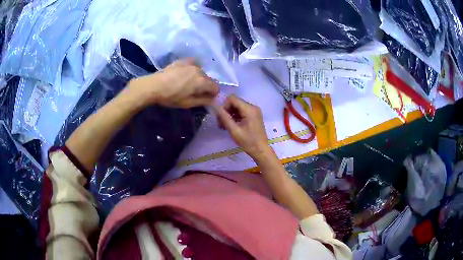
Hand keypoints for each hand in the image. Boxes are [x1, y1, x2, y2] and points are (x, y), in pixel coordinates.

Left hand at [126, 59, 218, 108]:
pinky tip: (185, 74)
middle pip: (209, 79)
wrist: (154, 86)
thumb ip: (203, 101)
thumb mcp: (187, 103)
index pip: (216, 87)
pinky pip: (194, 64)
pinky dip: (193, 69)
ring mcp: (191, 64)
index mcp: (202, 82)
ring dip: (198, 77)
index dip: (213, 93)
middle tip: (195, 91)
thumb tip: (213, 100)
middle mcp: (199, 70)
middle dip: (205, 85)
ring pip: (201, 71)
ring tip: (188, 82)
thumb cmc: (170, 97)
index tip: (206, 97)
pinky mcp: (183, 60)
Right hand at [215, 95, 271, 159]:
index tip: (220, 116)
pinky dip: (235, 117)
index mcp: (249, 109)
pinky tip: (231, 126)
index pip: (232, 98)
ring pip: (238, 107)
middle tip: (220, 123)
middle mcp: (253, 107)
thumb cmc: (248, 142)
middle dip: (226, 111)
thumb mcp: (234, 130)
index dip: (224, 105)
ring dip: (230, 114)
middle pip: (235, 102)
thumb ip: (225, 118)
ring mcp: (254, 111)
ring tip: (224, 126)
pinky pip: (242, 112)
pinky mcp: (254, 116)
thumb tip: (216, 108)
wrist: (261, 150)